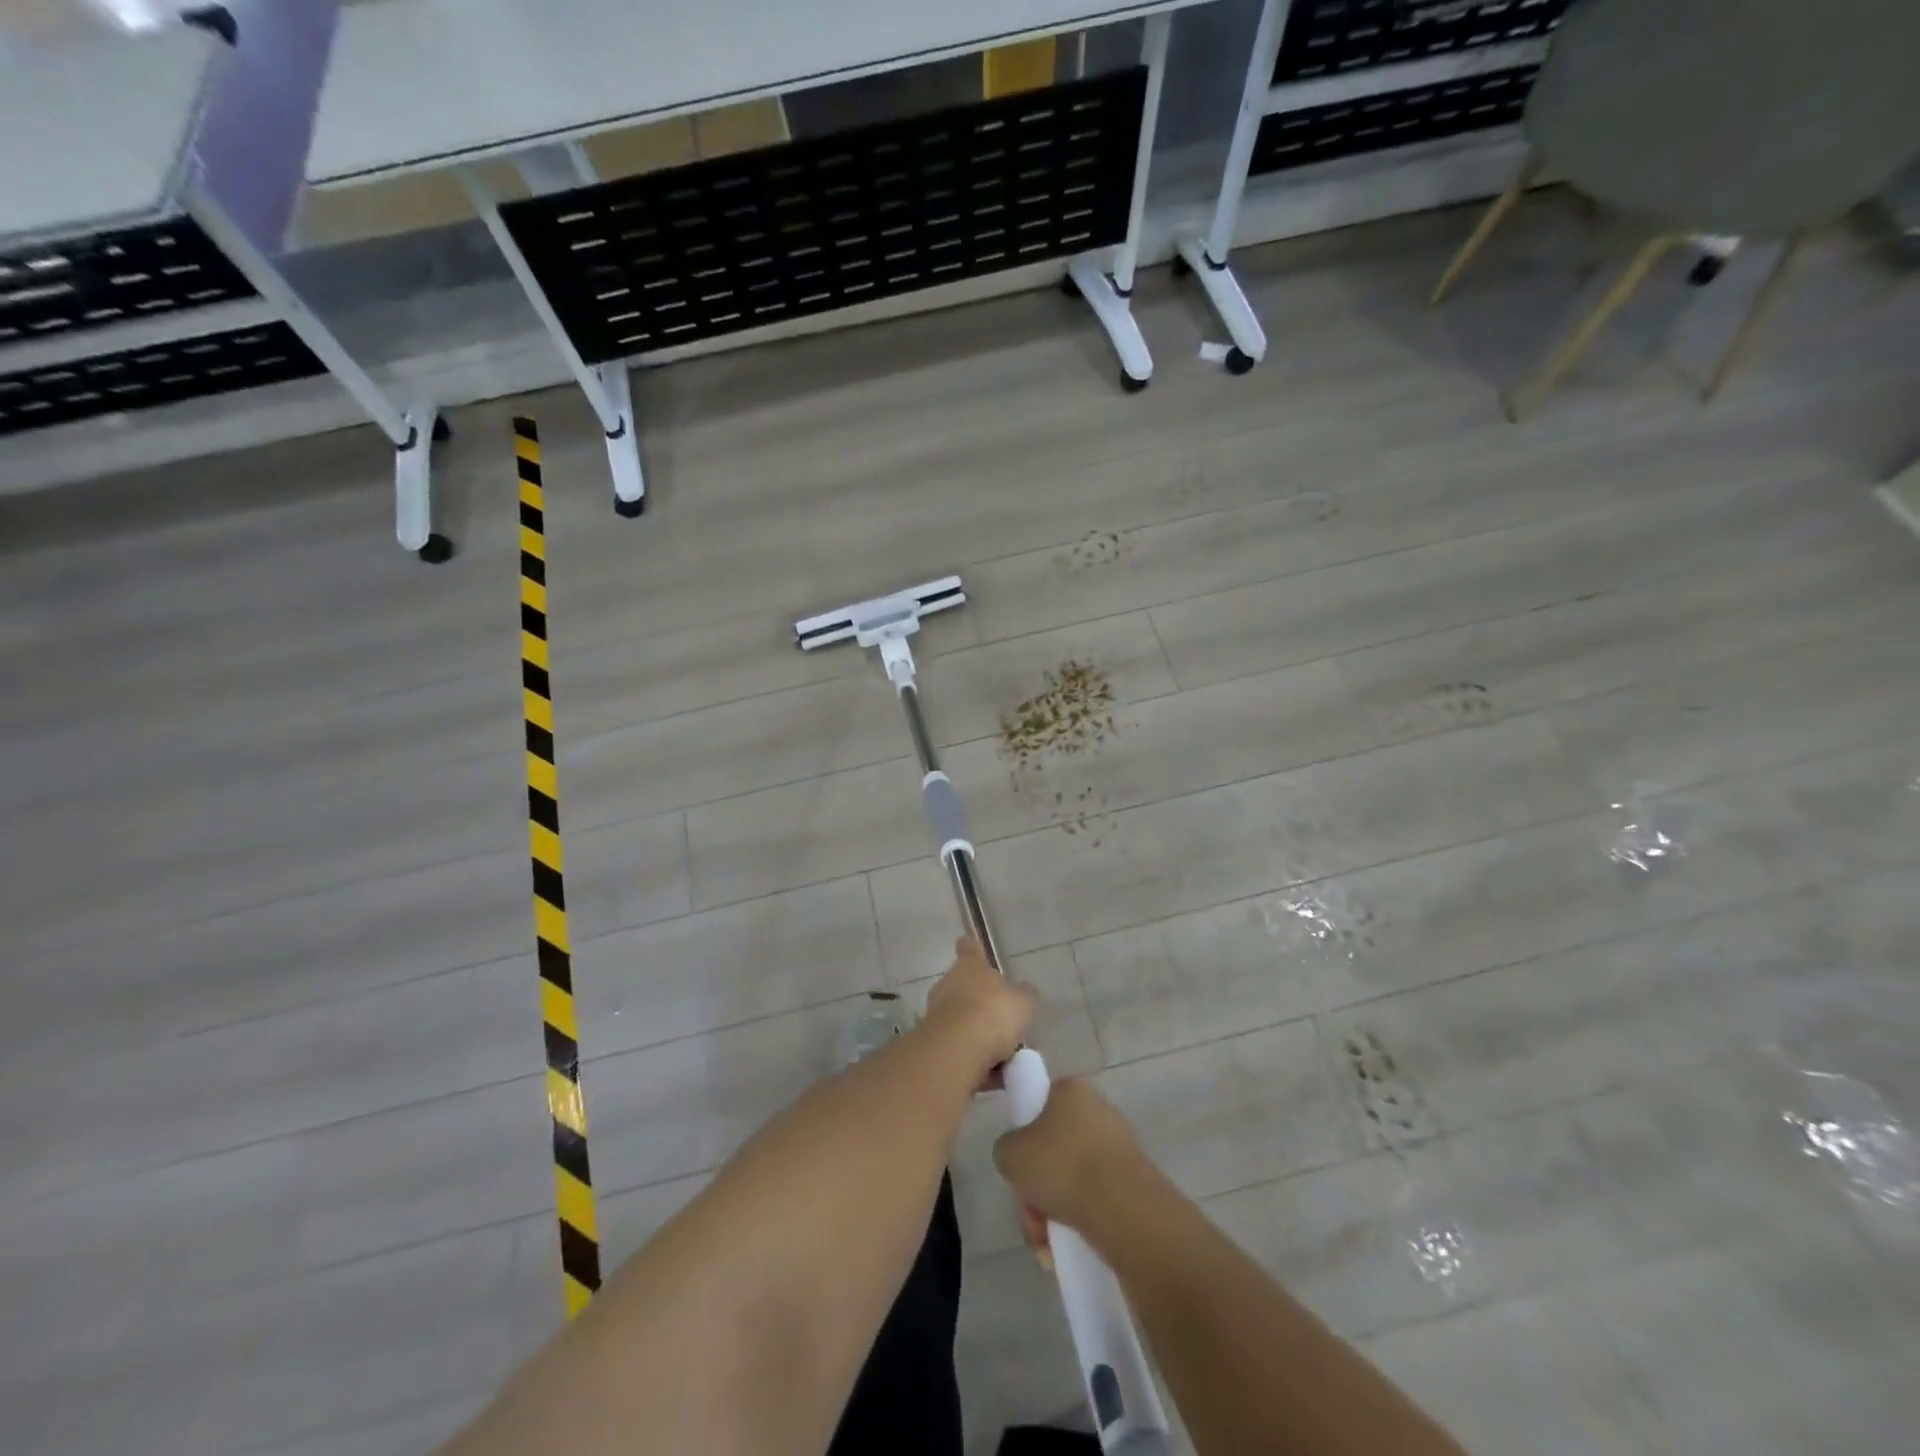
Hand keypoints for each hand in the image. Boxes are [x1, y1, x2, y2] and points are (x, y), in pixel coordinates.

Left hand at [921, 938, 1035, 1084]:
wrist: (956, 1050)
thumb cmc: (992, 1014)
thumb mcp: (1023, 1003)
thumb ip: (1025, 996)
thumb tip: (1024, 991)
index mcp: (970, 967)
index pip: (970, 949)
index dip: (972, 948)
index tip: (969, 943)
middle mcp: (949, 984)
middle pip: (965, 988)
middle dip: (981, 1003)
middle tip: (1004, 1021)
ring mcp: (937, 1013)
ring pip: (962, 1021)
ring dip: (978, 1035)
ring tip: (1004, 1057)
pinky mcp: (933, 1042)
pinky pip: (959, 1048)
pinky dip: (974, 1059)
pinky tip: (993, 1077)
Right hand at [993, 1077, 1148, 1254]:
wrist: (1124, 1210)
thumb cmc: (1061, 1166)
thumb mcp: (1010, 1153)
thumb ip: (1007, 1149)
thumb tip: (1019, 1158)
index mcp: (1071, 1090)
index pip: (1039, 1106)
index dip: (1024, 1138)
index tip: (1020, 1167)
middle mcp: (1098, 1111)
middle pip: (1054, 1150)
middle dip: (1037, 1188)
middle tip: (1030, 1214)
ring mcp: (1120, 1147)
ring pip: (1073, 1179)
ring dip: (1054, 1211)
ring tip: (1046, 1243)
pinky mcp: (1135, 1182)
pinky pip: (1096, 1200)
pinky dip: (1079, 1222)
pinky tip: (1066, 1249)